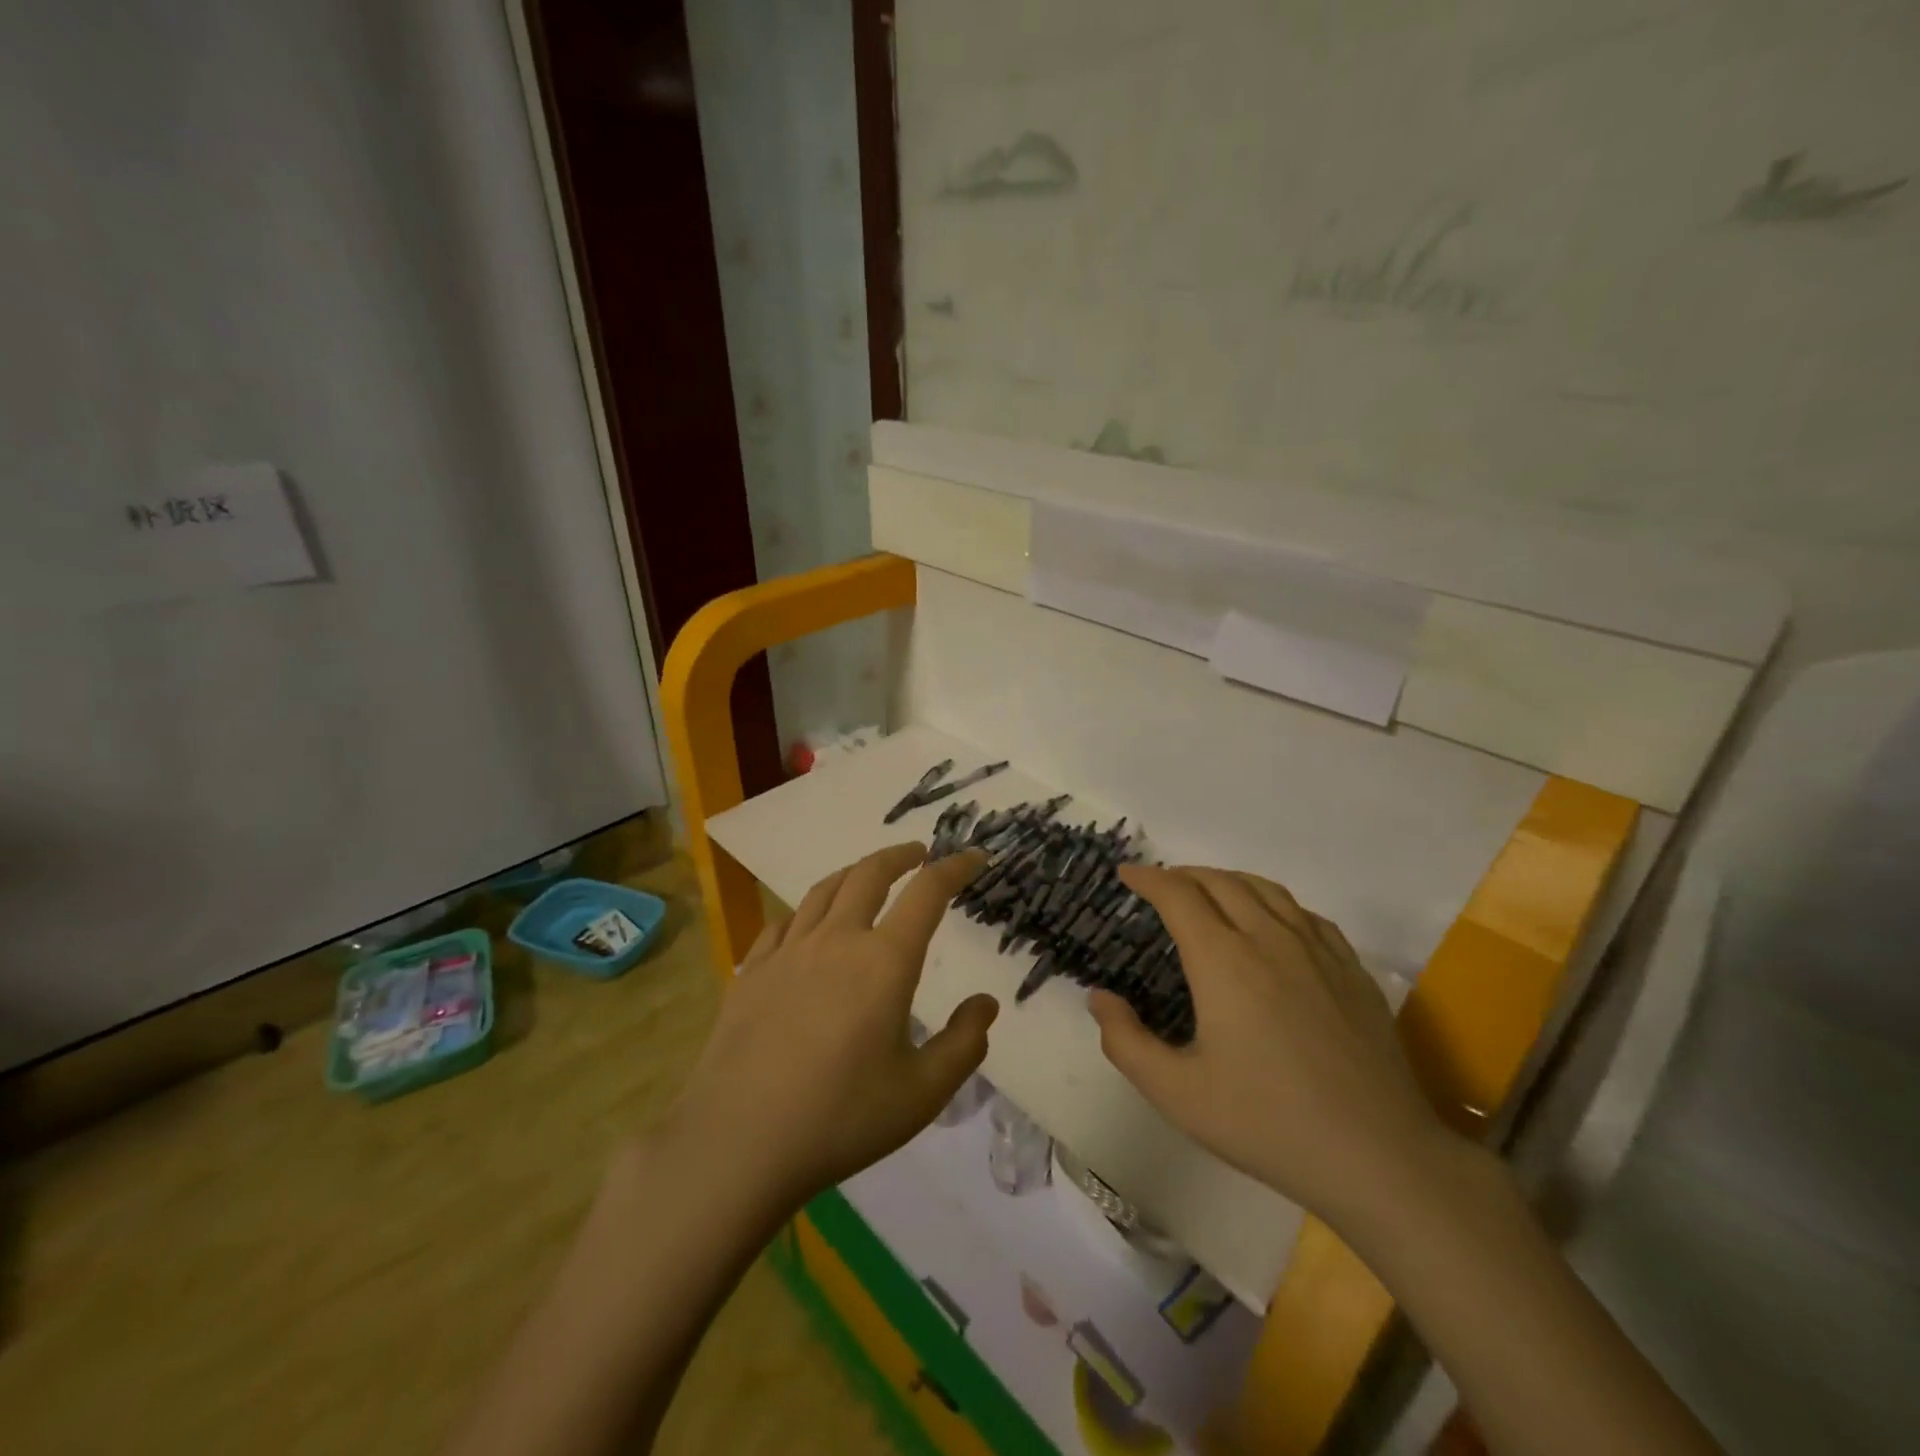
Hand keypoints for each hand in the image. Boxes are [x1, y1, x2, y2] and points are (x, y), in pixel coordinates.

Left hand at [667, 843, 996, 1206]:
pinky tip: (805, 926)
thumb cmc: (841, 1118)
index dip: (955, 867)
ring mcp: (787, 952)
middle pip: (869, 874)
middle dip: (899, 856)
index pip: (928, 893)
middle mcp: (837, 940)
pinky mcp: (750, 973)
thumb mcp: (922, 1093)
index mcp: (885, 961)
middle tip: (917, 855)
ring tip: (866, 876)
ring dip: (853, 874)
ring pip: (823, 891)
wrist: (738, 1143)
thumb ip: (963, 1044)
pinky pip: (782, 924)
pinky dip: (805, 913)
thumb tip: (986, 1003)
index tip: (973, 858)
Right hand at [1089, 865, 1452, 1234]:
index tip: (1127, 874)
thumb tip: (1100, 997)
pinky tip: (1272, 923)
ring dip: (1227, 880)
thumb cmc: (1267, 1124)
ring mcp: (1318, 951)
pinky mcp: (1352, 970)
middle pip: (1220, 881)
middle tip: (1160, 885)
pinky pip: (1305, 914)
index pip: (1178, 895)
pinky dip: (1273, 902)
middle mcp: (1269, 939)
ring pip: (1266, 889)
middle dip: (1183, 874)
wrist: (1380, 1158)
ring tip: (1208, 892)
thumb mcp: (1177, 1094)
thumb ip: (1126, 1042)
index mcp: (1223, 961)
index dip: (1147, 878)